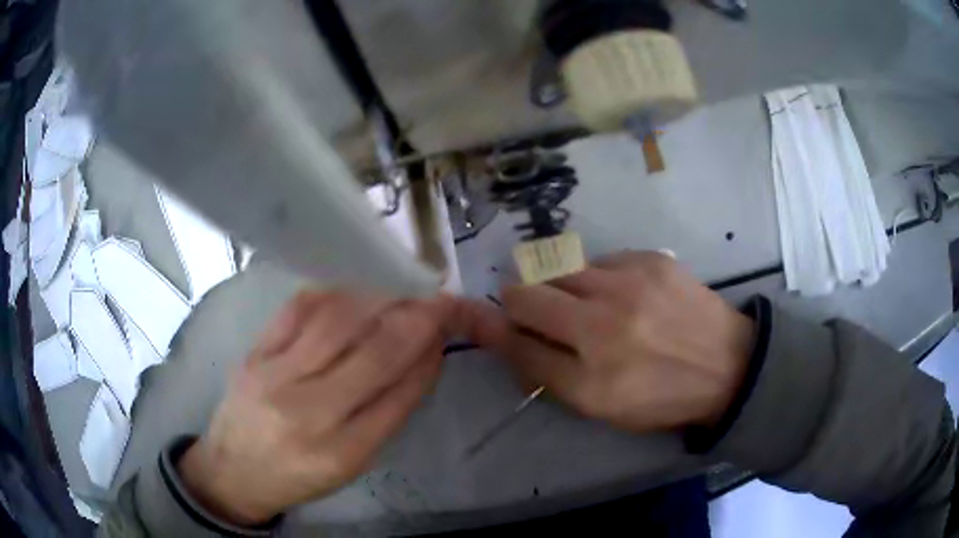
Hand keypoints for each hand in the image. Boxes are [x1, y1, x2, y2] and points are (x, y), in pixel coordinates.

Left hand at [178, 291, 451, 524]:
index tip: (449, 327)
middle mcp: (308, 412)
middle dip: (416, 319)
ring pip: (336, 322)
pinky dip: (333, 293)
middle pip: (374, 353)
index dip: (429, 355)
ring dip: (378, 299)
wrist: (233, 470)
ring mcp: (274, 376)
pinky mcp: (253, 353)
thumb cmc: (298, 476)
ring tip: (402, 287)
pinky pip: (297, 309)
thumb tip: (421, 358)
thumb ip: (387, 413)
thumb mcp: (351, 465)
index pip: (399, 394)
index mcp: (342, 452)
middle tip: (439, 299)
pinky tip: (354, 288)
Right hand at [460, 251, 753, 432]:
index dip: (489, 327)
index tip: (475, 315)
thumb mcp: (602, 406)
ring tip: (585, 301)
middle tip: (533, 308)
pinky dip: (598, 276)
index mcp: (591, 378)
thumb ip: (549, 374)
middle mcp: (604, 326)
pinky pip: (600, 260)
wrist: (727, 365)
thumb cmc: (661, 397)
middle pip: (528, 294)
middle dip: (519, 300)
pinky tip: (622, 293)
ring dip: (560, 286)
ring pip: (561, 270)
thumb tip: (508, 338)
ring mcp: (630, 284)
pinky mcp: (651, 259)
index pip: (516, 344)